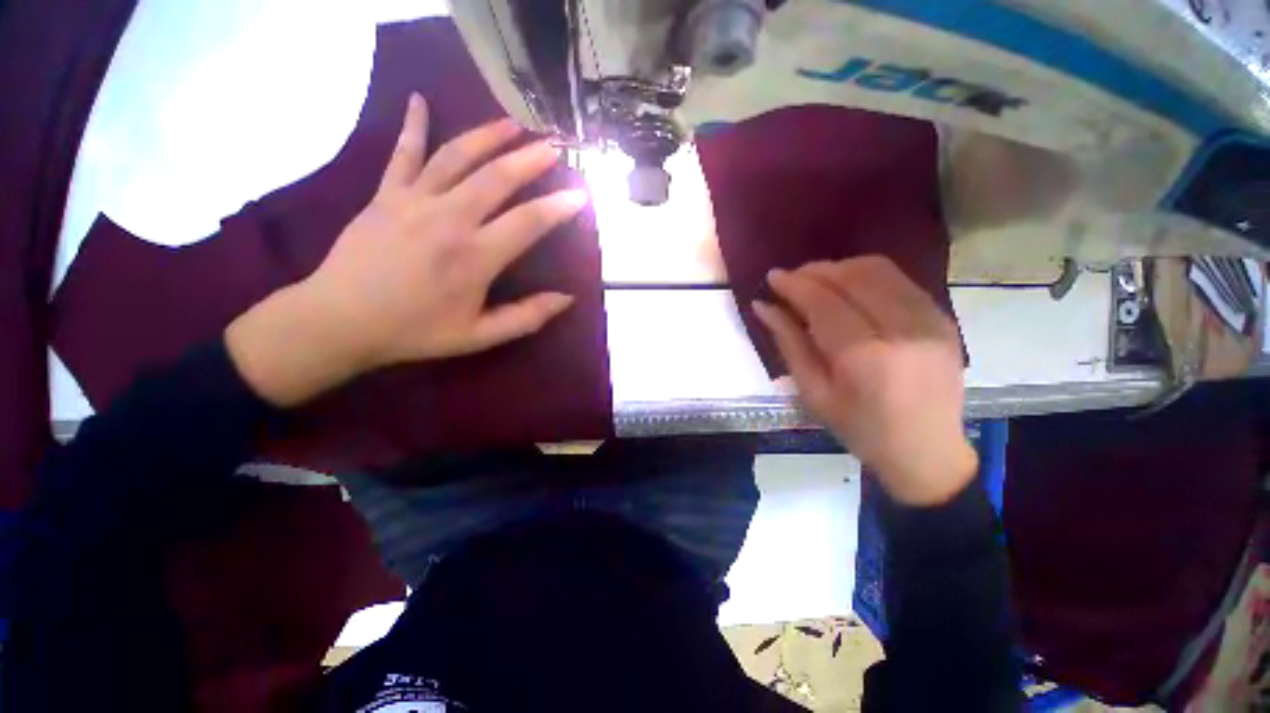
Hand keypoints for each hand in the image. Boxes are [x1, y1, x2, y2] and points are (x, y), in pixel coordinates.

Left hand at [226, 93, 587, 405]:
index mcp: (475, 257)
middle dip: (529, 159)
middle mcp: (449, 219)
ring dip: (487, 136)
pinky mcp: (385, 195)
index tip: (580, 194)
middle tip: (553, 146)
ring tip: (512, 124)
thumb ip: (527, 317)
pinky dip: (412, 125)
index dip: (558, 206)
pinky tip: (418, 100)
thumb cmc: (416, 331)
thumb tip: (567, 299)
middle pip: (497, 178)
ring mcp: (414, 201)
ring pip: (456, 157)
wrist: (340, 321)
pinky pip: (403, 153)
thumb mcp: (479, 336)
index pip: (528, 222)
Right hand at [753, 257, 976, 505]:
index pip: (824, 301)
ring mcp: (930, 320)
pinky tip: (849, 291)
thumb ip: (788, 342)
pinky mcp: (943, 318)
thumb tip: (763, 306)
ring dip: (841, 268)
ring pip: (879, 270)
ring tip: (817, 282)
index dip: (795, 284)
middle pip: (854, 276)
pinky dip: (867, 277)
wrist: (926, 450)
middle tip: (792, 279)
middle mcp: (903, 329)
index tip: (773, 277)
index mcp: (865, 356)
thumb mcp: (812, 391)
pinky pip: (899, 281)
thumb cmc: (859, 428)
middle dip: (816, 270)